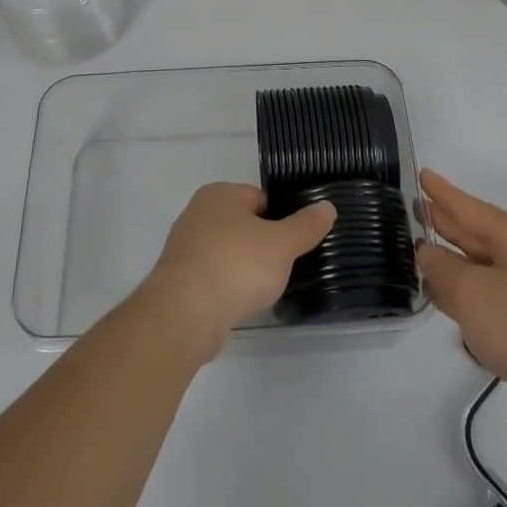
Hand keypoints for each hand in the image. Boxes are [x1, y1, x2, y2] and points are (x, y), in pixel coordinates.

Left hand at [140, 183, 335, 361]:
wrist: (185, 313)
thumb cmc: (236, 265)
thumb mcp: (282, 244)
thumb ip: (306, 225)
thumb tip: (327, 206)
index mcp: (220, 194)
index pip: (260, 198)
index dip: (282, 218)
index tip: (297, 242)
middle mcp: (198, 213)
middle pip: (243, 224)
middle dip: (264, 244)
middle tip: (285, 266)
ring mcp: (185, 247)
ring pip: (228, 251)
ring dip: (245, 267)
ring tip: (265, 288)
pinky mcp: (179, 279)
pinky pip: (214, 276)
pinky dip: (228, 286)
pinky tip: (241, 303)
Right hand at [415, 170, 506, 433]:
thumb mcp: (470, 292)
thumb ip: (440, 267)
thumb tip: (426, 253)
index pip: (470, 207)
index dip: (442, 192)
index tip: (422, 173)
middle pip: (476, 235)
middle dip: (445, 224)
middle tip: (411, 211)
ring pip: (481, 267)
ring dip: (452, 262)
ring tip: (418, 254)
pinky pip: (489, 295)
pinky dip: (466, 293)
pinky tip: (443, 298)